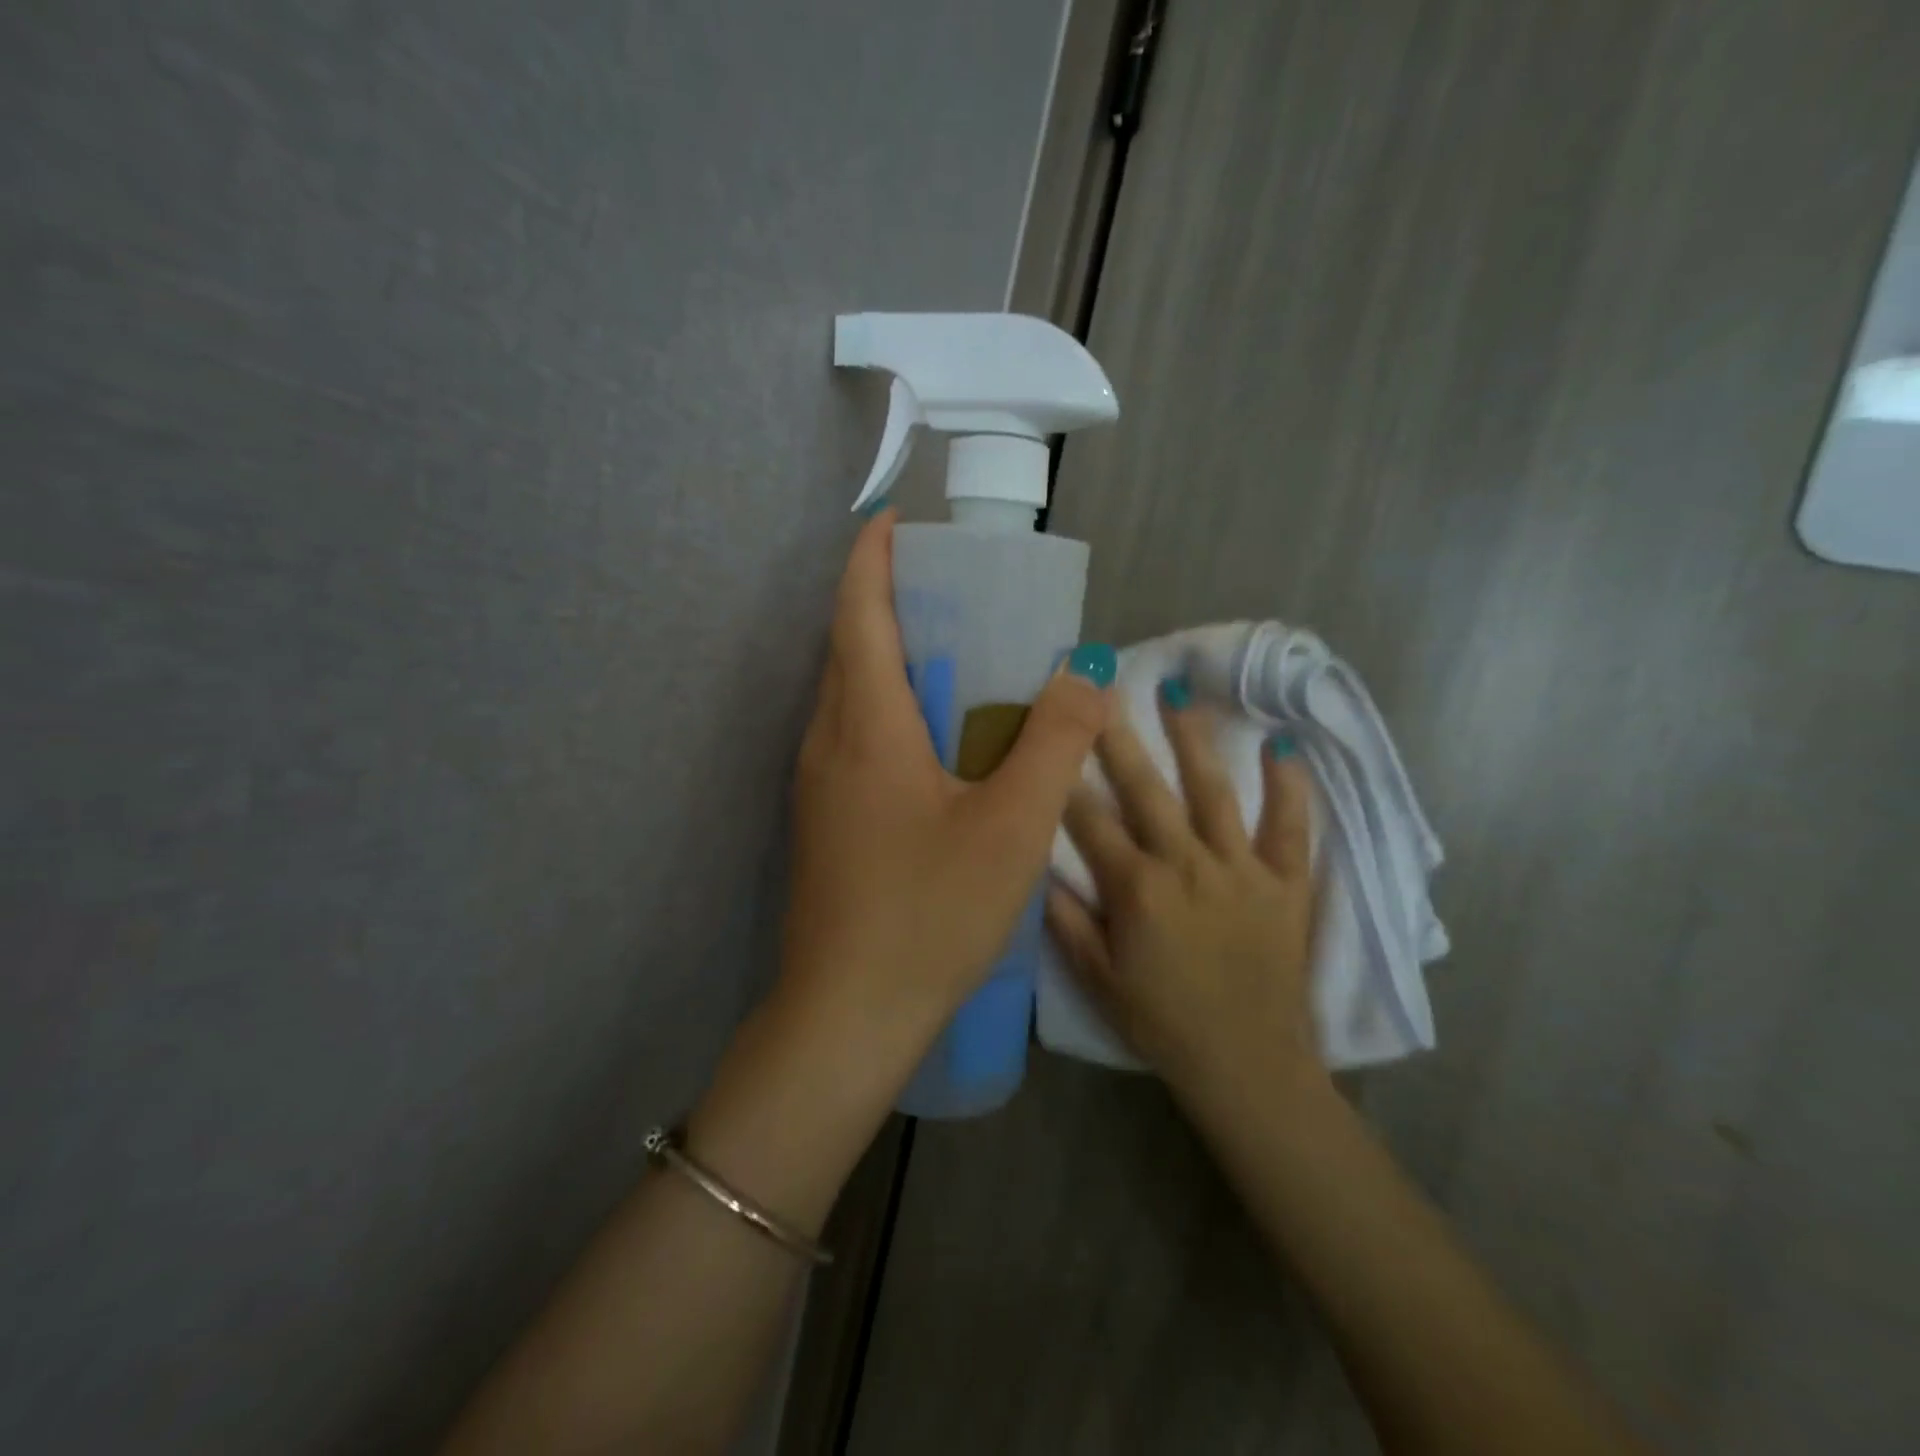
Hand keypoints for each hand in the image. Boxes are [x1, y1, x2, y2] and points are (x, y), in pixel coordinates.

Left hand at [778, 509, 1113, 1071]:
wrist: (847, 1014)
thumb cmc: (929, 913)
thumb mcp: (1012, 827)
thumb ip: (1054, 744)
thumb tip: (1084, 674)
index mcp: (866, 726)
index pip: (859, 612)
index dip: (874, 557)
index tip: (897, 520)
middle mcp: (828, 741)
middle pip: (849, 646)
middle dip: (889, 601)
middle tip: (952, 590)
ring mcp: (818, 784)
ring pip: (849, 694)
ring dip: (890, 658)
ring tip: (954, 655)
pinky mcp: (824, 819)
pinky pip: (853, 737)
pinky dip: (889, 709)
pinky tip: (937, 742)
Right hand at [1045, 682, 1321, 1102]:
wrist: (1248, 1066)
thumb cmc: (1162, 1023)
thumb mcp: (1096, 978)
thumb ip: (1065, 919)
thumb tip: (1038, 866)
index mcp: (1136, 888)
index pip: (1089, 820)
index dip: (1065, 777)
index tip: (1052, 736)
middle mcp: (1186, 865)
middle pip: (1145, 789)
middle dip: (1118, 737)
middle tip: (1104, 688)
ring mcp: (1240, 869)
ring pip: (1213, 791)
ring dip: (1193, 739)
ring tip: (1179, 692)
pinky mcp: (1285, 883)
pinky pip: (1290, 827)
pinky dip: (1289, 786)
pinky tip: (1281, 745)